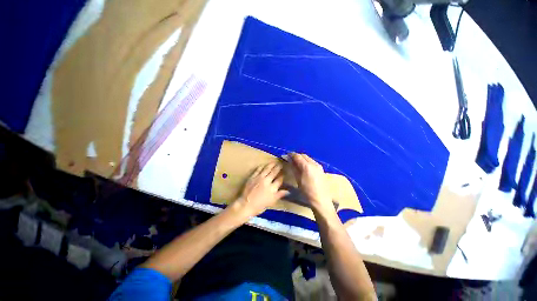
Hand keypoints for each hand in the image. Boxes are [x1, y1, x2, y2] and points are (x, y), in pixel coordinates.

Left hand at [233, 162, 288, 218]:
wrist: (245, 205)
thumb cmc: (259, 206)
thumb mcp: (271, 202)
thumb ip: (279, 195)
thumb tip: (288, 191)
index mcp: (272, 188)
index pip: (279, 180)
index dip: (283, 175)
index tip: (285, 172)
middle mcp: (267, 181)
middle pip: (274, 172)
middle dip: (278, 167)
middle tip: (281, 164)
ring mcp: (259, 178)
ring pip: (267, 169)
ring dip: (271, 165)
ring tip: (274, 162)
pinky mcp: (252, 177)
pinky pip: (258, 170)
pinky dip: (261, 167)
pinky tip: (263, 165)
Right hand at [289, 153, 333, 213]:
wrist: (321, 199)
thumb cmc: (307, 191)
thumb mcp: (298, 179)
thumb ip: (294, 168)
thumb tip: (290, 161)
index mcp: (307, 166)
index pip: (298, 156)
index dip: (291, 155)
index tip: (286, 155)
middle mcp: (314, 163)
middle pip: (303, 155)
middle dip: (296, 156)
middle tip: (290, 159)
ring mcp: (319, 166)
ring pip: (308, 158)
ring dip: (302, 158)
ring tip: (296, 162)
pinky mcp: (321, 169)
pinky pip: (312, 162)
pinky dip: (306, 162)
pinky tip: (303, 166)